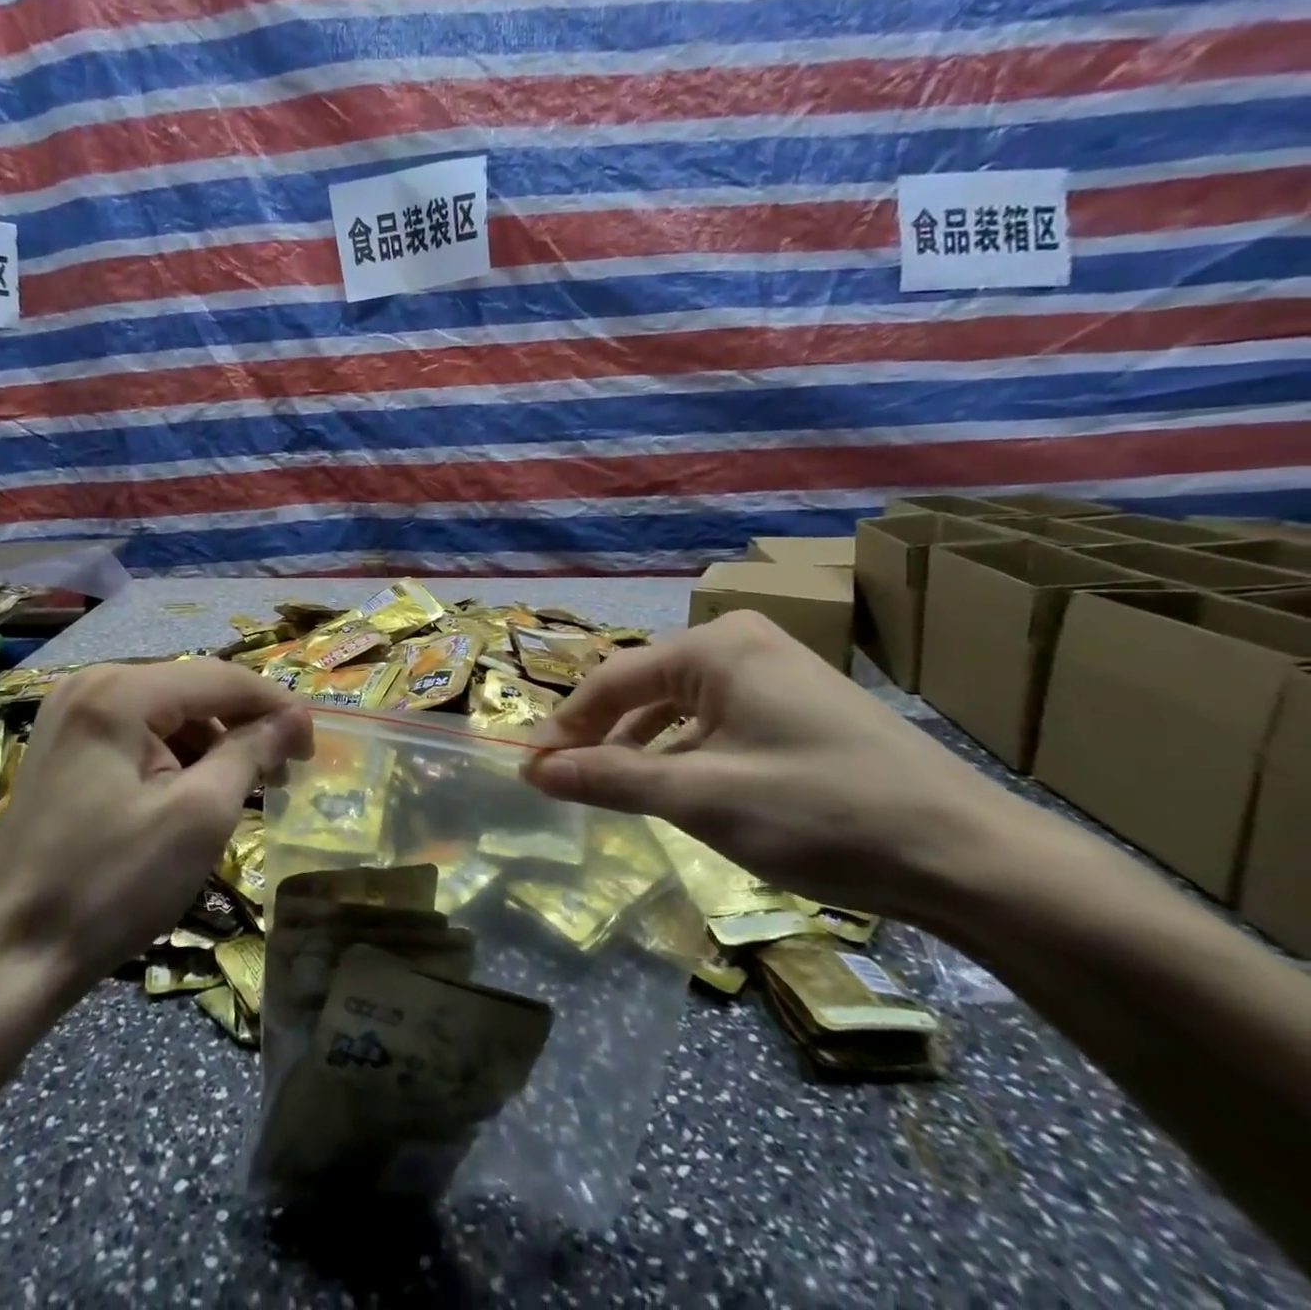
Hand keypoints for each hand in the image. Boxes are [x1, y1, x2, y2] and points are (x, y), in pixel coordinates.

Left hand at [0, 660, 311, 985]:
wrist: (11, 957)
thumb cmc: (112, 884)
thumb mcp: (200, 815)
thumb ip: (252, 752)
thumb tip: (294, 719)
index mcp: (120, 692)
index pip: (222, 678)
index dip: (278, 706)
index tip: (313, 747)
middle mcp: (90, 684)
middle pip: (193, 689)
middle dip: (244, 726)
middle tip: (283, 773)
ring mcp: (69, 714)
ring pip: (168, 711)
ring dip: (212, 743)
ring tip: (240, 790)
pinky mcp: (62, 746)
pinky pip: (138, 732)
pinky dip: (175, 756)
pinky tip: (191, 793)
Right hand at [523, 612, 1026, 917]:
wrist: (972, 858)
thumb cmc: (822, 812)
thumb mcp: (701, 798)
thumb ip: (610, 779)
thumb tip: (535, 770)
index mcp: (715, 646)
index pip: (613, 679)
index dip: (565, 726)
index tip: (529, 769)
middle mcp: (741, 643)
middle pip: (644, 687)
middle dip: (601, 735)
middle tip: (564, 782)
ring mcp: (775, 672)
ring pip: (679, 706)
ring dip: (640, 746)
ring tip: (611, 789)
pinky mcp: (798, 706)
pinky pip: (716, 720)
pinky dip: (684, 752)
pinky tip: (676, 788)